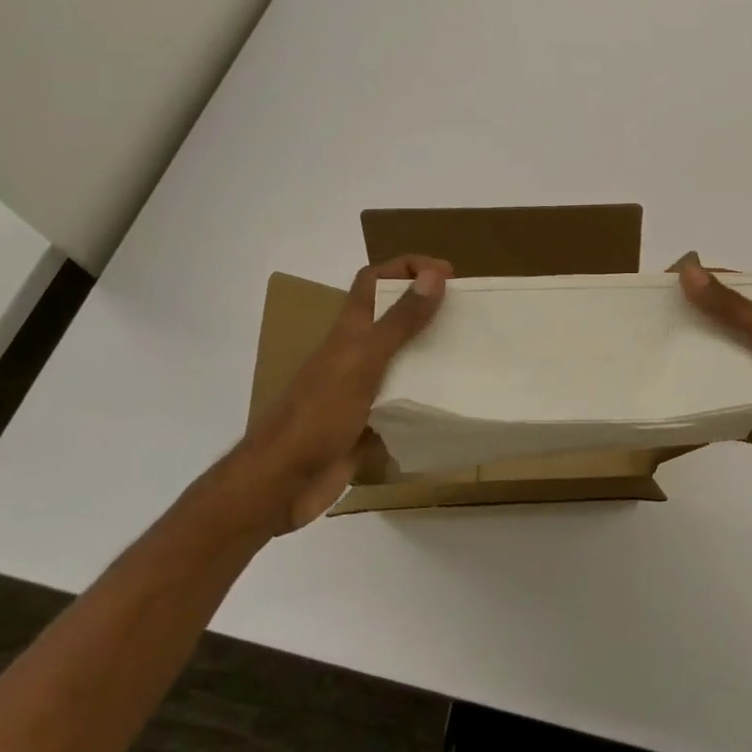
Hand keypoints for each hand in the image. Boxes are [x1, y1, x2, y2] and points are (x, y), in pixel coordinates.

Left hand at [217, 255, 450, 533]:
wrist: (281, 484)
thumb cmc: (319, 415)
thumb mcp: (364, 361)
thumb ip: (400, 321)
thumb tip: (434, 274)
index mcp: (350, 331)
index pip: (374, 280)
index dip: (406, 267)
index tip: (448, 273)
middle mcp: (355, 355)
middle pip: (393, 318)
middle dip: (428, 309)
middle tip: (469, 315)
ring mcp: (361, 391)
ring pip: (401, 361)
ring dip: (431, 354)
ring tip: (470, 356)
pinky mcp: (368, 424)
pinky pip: (403, 403)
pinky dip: (425, 399)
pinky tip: (452, 403)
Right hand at [678, 254, 751, 510]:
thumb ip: (735, 312)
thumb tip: (689, 271)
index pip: (744, 290)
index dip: (711, 280)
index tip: (668, 280)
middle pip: (729, 332)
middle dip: (694, 326)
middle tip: (648, 325)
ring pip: (726, 376)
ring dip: (697, 371)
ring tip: (653, 365)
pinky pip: (728, 417)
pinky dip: (706, 415)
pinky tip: (675, 412)